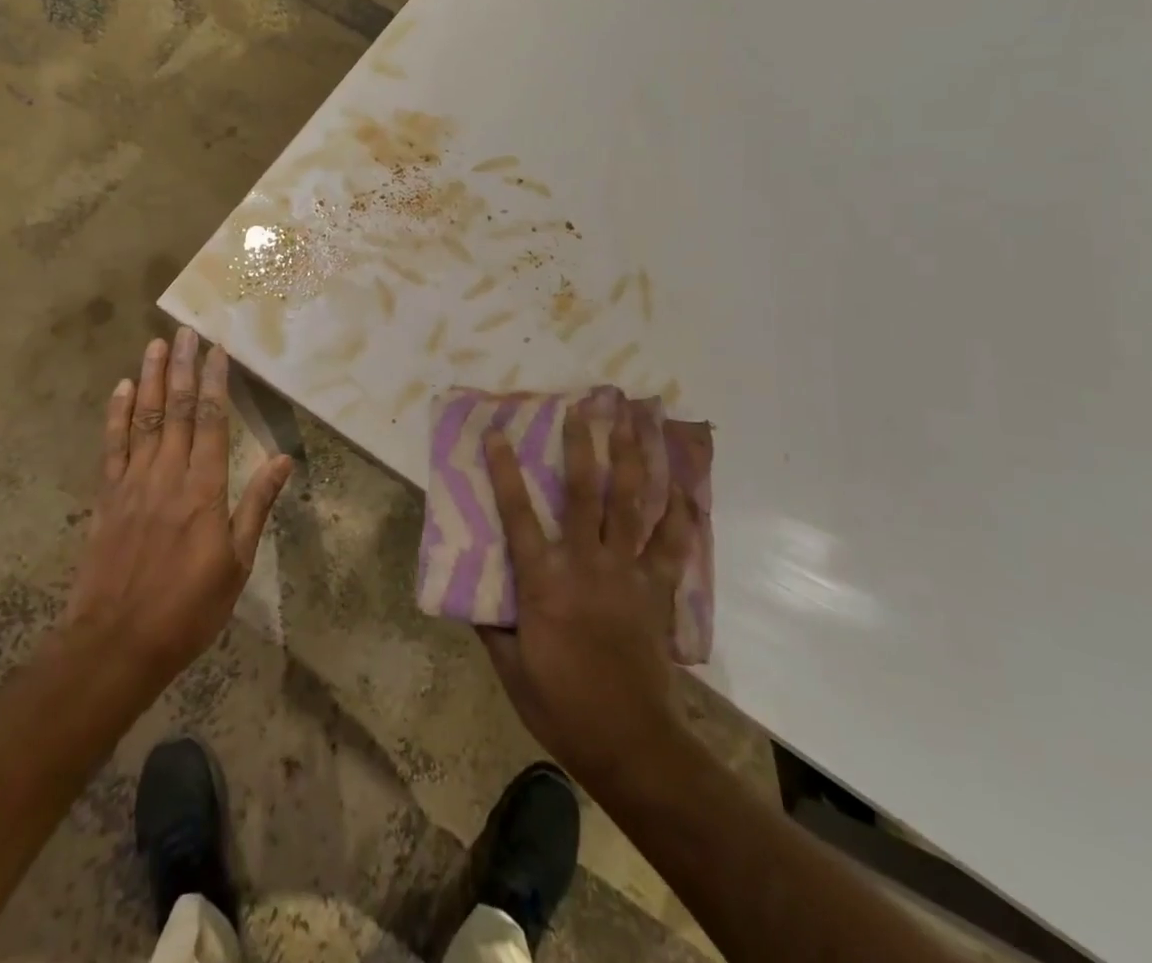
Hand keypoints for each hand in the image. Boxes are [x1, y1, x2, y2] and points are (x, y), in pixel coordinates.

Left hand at [62, 328, 293, 698]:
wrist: (116, 644)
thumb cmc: (188, 608)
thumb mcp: (237, 563)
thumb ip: (257, 505)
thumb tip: (283, 459)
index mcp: (204, 489)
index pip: (212, 422)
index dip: (215, 383)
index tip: (218, 351)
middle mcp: (168, 475)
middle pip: (177, 410)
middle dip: (183, 368)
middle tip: (186, 331)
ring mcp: (132, 484)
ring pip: (145, 419)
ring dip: (152, 379)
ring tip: (157, 344)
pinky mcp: (107, 498)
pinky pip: (112, 447)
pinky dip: (117, 415)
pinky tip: (122, 389)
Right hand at [480, 397, 699, 795]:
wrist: (629, 741)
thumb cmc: (561, 705)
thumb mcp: (510, 668)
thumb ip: (491, 625)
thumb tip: (469, 594)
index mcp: (543, 582)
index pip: (517, 515)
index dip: (505, 471)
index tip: (498, 433)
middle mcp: (585, 564)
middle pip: (583, 493)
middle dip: (582, 446)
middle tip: (583, 408)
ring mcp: (626, 573)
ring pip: (630, 505)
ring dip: (632, 460)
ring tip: (633, 424)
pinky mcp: (656, 590)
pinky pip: (671, 545)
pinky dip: (679, 515)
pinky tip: (682, 488)